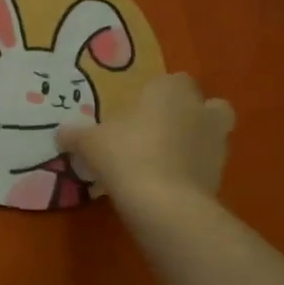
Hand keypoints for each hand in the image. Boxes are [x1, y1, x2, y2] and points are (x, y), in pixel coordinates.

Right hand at [57, 73, 234, 204]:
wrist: (165, 203)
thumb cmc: (127, 156)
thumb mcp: (91, 143)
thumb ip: (77, 134)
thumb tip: (61, 132)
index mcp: (170, 90)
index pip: (170, 81)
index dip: (155, 95)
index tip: (136, 112)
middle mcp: (200, 109)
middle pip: (204, 104)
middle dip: (189, 114)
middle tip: (160, 132)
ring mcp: (217, 142)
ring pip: (212, 134)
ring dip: (195, 142)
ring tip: (165, 161)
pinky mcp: (221, 174)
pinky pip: (207, 165)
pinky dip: (194, 171)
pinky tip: (169, 184)